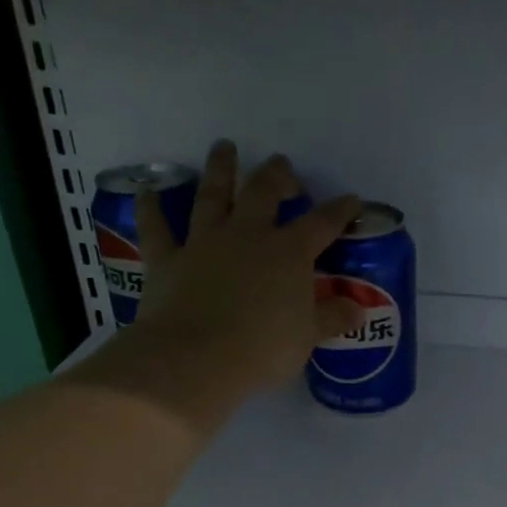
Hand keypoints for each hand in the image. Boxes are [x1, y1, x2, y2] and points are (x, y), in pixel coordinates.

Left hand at [93, 141, 360, 417]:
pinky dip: (151, 208)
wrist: (196, 359)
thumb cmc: (263, 348)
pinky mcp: (167, 259)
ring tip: (224, 147)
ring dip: (220, 169)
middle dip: (276, 175)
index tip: (352, 200)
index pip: (322, 223)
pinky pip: (156, 228)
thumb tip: (359, 309)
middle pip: (263, 192)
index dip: (340, 210)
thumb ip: (332, 318)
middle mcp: (248, 235)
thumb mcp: (308, 336)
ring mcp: (204, 243)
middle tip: (282, 164)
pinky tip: (147, 191)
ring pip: (212, 196)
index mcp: (289, 253)